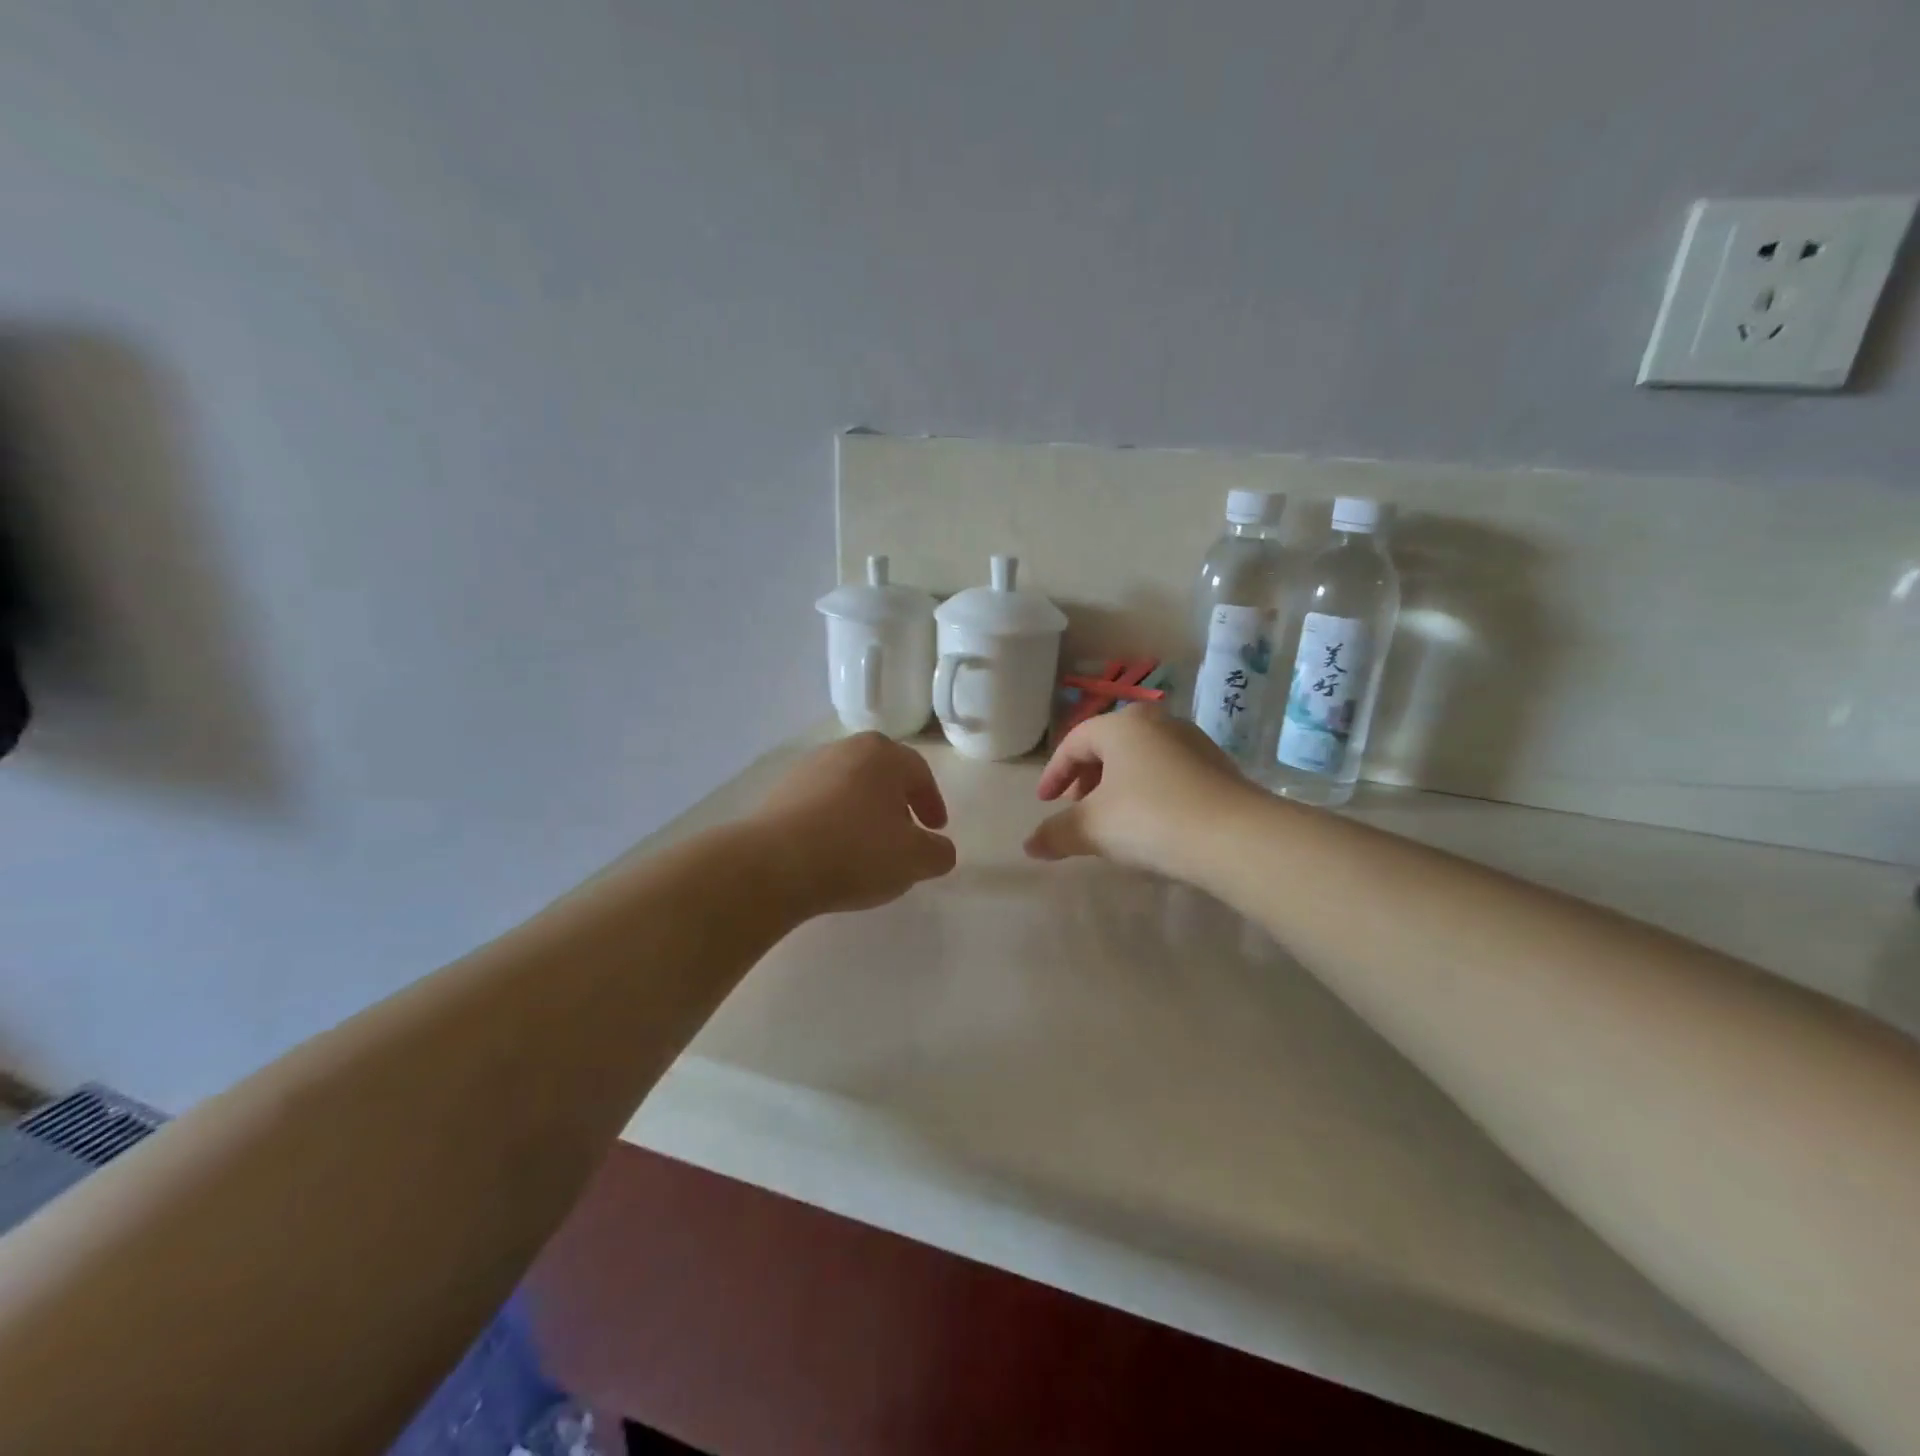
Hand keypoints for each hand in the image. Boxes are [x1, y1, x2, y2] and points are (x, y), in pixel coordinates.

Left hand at [753, 732, 957, 915]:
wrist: (774, 864)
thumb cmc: (856, 851)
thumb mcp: (914, 859)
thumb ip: (938, 853)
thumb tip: (939, 849)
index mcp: (882, 754)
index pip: (919, 773)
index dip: (932, 803)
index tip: (935, 830)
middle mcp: (844, 749)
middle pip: (881, 774)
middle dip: (897, 803)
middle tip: (905, 833)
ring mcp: (807, 768)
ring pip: (849, 788)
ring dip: (863, 812)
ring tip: (867, 847)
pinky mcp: (779, 793)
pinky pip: (819, 804)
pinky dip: (833, 822)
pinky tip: (833, 852)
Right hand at [1023, 707, 1254, 875]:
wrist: (1236, 837)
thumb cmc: (1150, 819)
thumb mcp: (1092, 828)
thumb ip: (1056, 834)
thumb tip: (1029, 846)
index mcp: (1122, 725)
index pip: (1075, 742)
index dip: (1054, 773)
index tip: (1045, 802)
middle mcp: (1158, 722)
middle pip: (1109, 746)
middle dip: (1086, 777)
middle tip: (1076, 808)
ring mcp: (1193, 742)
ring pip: (1141, 759)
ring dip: (1118, 785)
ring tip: (1112, 819)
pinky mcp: (1218, 766)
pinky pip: (1169, 773)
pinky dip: (1149, 791)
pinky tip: (1152, 823)